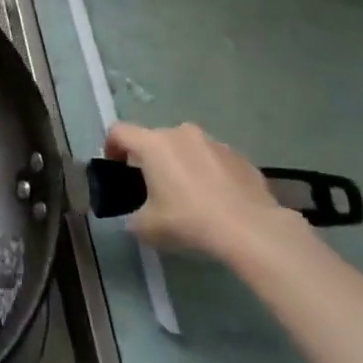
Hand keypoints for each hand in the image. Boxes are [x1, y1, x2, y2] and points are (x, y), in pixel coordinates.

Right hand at [103, 120, 293, 262]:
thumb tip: (136, 217)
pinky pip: (214, 159)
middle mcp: (181, 133)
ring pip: (186, 147)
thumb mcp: (147, 227)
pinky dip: (209, 172)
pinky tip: (217, 199)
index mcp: (153, 144)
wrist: (252, 230)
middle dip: (150, 158)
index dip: (111, 147)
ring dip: (182, 163)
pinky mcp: (240, 156)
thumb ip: (133, 216)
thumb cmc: (190, 221)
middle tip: (154, 186)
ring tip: (190, 193)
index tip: (116, 168)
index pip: (119, 132)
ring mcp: (214, 142)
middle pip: (155, 139)